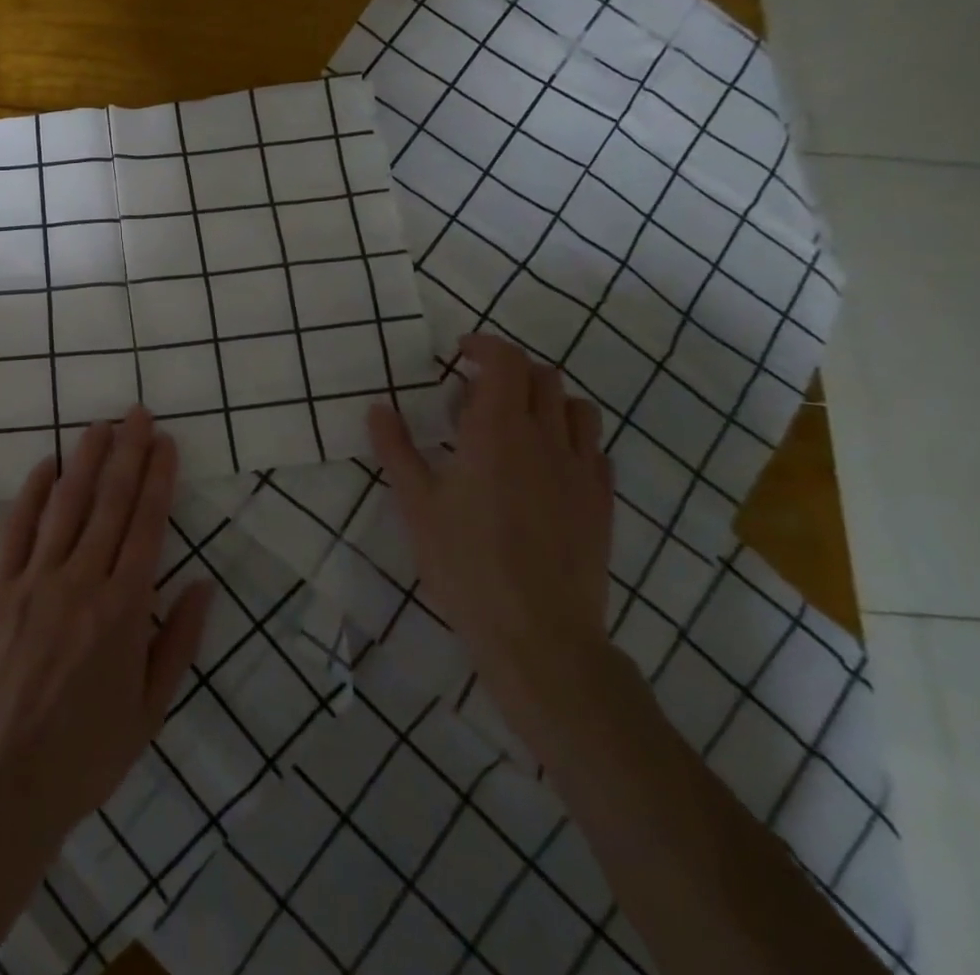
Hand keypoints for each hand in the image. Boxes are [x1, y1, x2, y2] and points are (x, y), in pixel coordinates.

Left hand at [0, 406, 214, 853]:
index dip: (158, 479)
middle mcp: (82, 582)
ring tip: (100, 425)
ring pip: (67, 505)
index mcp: (123, 610)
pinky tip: (44, 466)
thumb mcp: (149, 712)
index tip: (166, 443)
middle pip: (110, 503)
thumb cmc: (84, 755)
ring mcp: (35, 581)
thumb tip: (204, 585)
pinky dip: (32, 494)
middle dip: (128, 453)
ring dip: (85, 460)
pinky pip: (17, 529)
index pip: (147, 526)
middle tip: (138, 414)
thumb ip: (177, 643)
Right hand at [368, 333, 616, 734]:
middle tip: (475, 395)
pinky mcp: (602, 500)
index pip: (505, 361)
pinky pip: (594, 447)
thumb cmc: (465, 564)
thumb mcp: (416, 505)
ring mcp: (581, 469)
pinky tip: (546, 465)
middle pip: (542, 376)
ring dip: (545, 399)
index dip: (485, 345)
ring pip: (576, 407)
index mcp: (497, 431)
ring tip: (515, 424)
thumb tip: (378, 408)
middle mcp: (545, 438)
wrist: (538, 633)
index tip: (460, 352)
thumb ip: (396, 449)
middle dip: (509, 370)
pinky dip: (569, 437)